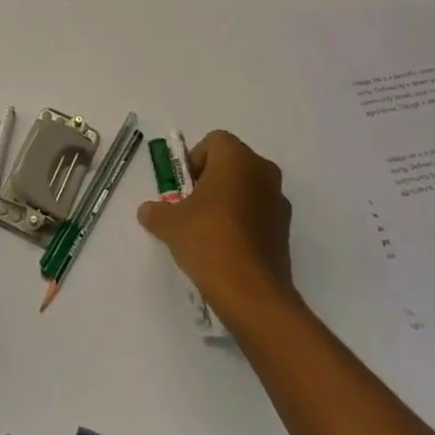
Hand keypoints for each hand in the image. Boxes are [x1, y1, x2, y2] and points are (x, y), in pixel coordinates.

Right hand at [137, 130, 295, 322]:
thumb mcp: (169, 224)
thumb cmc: (208, 240)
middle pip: (232, 163)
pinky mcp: (286, 229)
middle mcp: (263, 171)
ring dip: (229, 200)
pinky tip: (228, 248)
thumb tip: (147, 211)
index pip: (213, 142)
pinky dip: (244, 221)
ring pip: (247, 188)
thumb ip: (156, 211)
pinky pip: (259, 212)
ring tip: (208, 231)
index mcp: (236, 158)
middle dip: (211, 180)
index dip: (194, 161)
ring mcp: (279, 200)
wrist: (251, 292)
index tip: (183, 189)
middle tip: (192, 207)